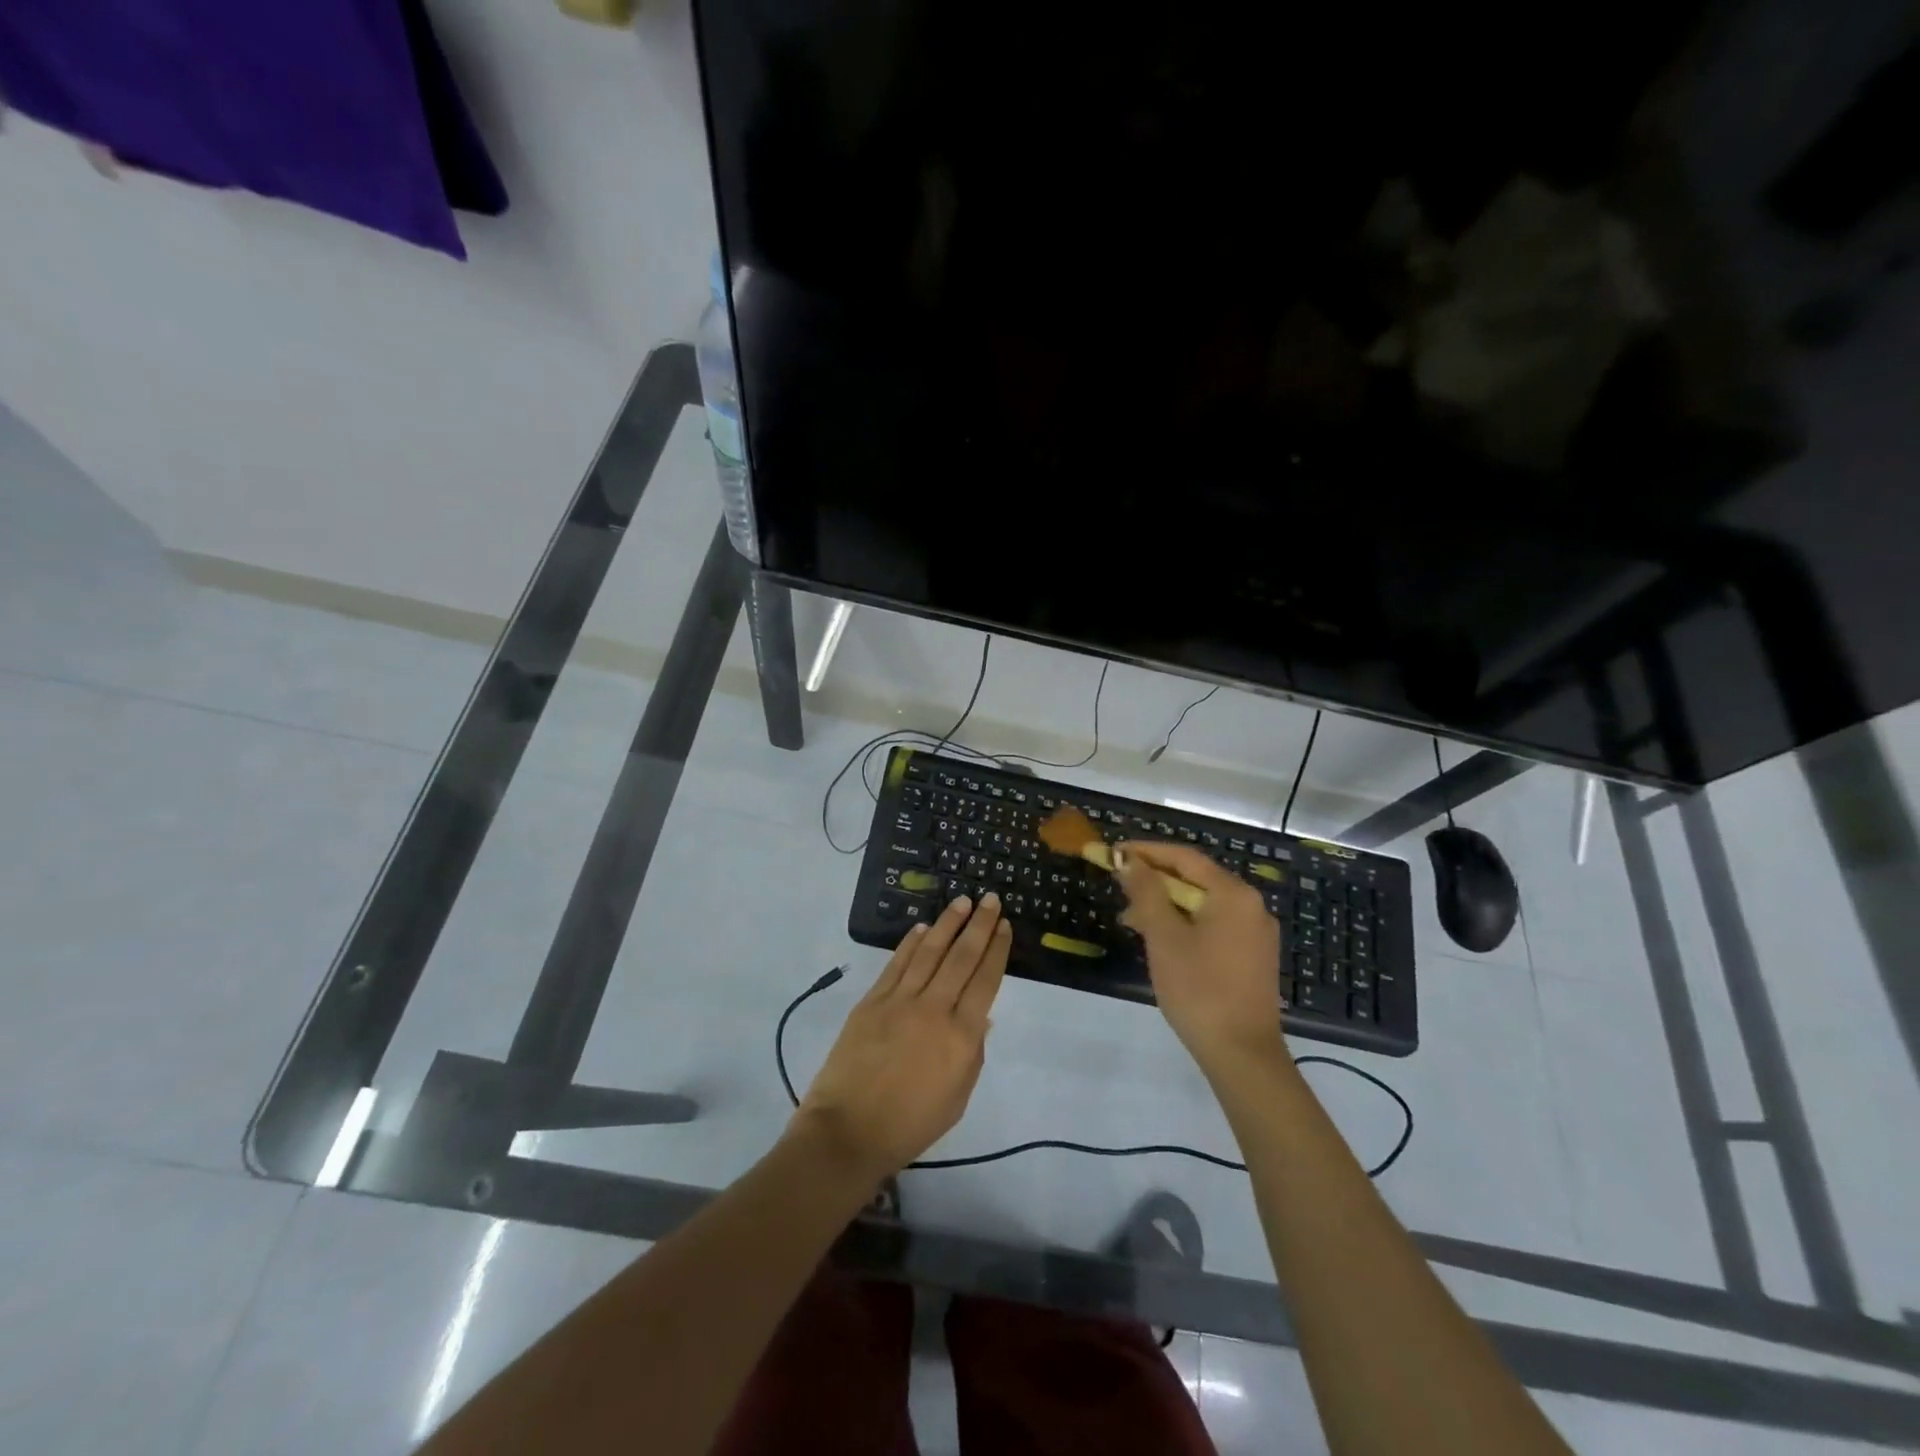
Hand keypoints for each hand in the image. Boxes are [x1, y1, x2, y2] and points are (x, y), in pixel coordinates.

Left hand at [793, 894, 1011, 1183]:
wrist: (849, 1131)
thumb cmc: (911, 1124)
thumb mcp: (958, 1096)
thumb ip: (972, 1052)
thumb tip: (980, 1017)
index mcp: (961, 1036)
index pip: (985, 981)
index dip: (997, 950)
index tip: (1005, 926)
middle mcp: (934, 1009)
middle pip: (961, 958)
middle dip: (979, 925)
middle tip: (990, 900)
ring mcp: (900, 1001)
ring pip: (929, 952)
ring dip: (947, 924)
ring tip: (962, 901)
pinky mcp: (872, 1001)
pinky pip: (896, 964)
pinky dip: (910, 943)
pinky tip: (922, 928)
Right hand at [1116, 842, 1286, 1073]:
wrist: (1242, 1055)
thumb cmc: (1199, 989)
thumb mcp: (1164, 936)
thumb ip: (1146, 892)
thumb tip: (1129, 861)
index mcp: (1233, 894)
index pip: (1184, 857)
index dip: (1146, 851)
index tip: (1114, 852)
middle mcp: (1251, 906)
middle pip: (1196, 878)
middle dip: (1154, 880)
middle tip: (1119, 887)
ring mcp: (1255, 933)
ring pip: (1203, 904)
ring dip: (1167, 904)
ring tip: (1132, 920)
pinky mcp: (1253, 956)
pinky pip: (1214, 925)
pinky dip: (1185, 923)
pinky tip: (1161, 940)